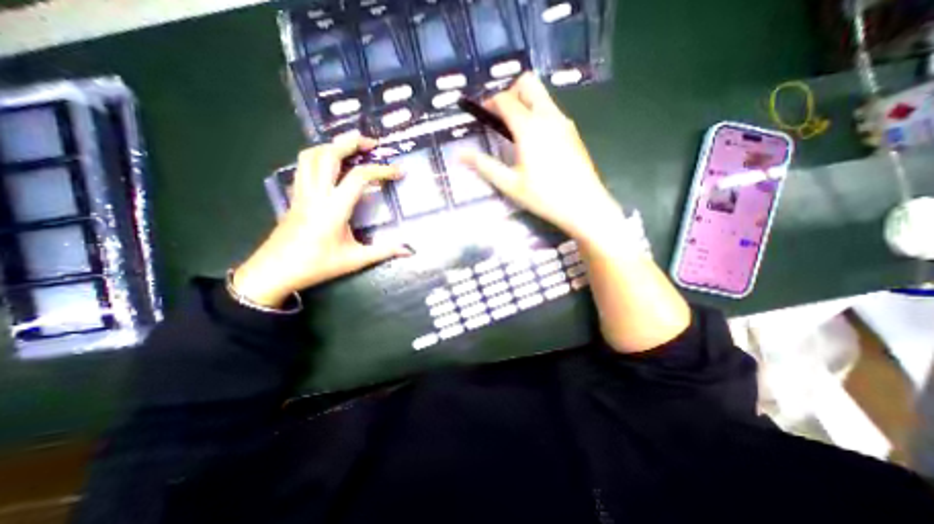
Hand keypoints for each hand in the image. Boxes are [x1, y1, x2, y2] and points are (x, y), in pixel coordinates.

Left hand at [231, 138, 408, 307]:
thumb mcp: (355, 260)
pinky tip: (329, 164)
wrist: (275, 270)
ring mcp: (302, 192)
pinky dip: (317, 156)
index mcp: (334, 208)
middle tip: (371, 142)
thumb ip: (383, 252)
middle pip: (329, 155)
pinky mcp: (295, 196)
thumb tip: (408, 251)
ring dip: (331, 145)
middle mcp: (316, 194)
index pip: (359, 177)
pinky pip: (303, 166)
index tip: (398, 171)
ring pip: (311, 156)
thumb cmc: (316, 265)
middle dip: (350, 142)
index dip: (381, 170)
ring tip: (350, 146)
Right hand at [461, 71, 625, 244]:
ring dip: (525, 103)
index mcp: (529, 127)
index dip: (490, 102)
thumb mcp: (510, 184)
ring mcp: (564, 122)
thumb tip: (459, 155)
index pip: (506, 99)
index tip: (483, 114)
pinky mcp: (573, 132)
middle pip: (528, 83)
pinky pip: (552, 111)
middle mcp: (548, 116)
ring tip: (515, 132)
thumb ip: (484, 166)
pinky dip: (538, 114)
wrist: (584, 205)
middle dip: (511, 92)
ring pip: (542, 96)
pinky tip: (535, 142)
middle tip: (501, 117)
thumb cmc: (543, 196)